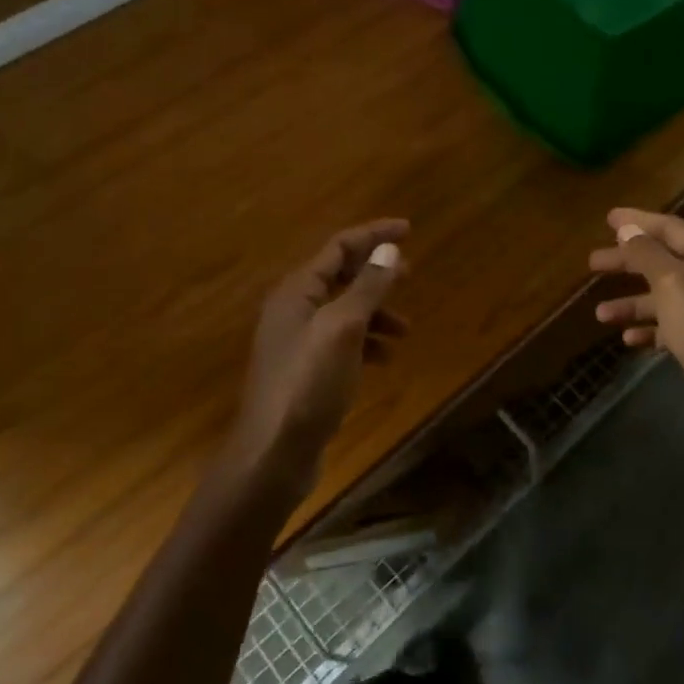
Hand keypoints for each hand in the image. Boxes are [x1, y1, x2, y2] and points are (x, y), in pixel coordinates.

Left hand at [235, 219, 408, 501]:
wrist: (273, 453)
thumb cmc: (308, 384)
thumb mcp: (343, 328)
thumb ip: (367, 287)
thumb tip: (388, 249)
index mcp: (296, 291)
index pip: (338, 247)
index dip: (373, 235)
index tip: (409, 230)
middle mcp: (294, 309)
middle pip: (340, 276)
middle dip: (376, 273)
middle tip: (410, 274)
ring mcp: (298, 342)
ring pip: (344, 311)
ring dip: (376, 312)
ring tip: (406, 328)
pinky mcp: (306, 371)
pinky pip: (342, 341)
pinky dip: (366, 342)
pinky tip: (385, 358)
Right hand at [590, 208, 683, 452]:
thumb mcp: (672, 284)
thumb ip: (647, 254)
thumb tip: (628, 228)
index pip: (671, 228)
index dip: (638, 221)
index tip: (607, 218)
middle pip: (663, 261)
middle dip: (627, 262)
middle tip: (592, 263)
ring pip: (663, 297)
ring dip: (631, 303)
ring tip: (600, 314)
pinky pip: (670, 326)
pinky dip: (648, 329)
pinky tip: (628, 338)